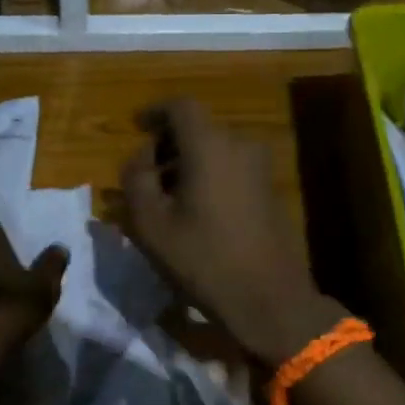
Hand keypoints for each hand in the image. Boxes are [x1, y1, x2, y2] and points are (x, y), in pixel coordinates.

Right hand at [121, 98, 342, 367]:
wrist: (269, 297)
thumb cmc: (204, 258)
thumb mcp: (151, 223)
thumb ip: (136, 180)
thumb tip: (139, 159)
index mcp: (210, 145)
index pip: (180, 106)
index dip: (154, 112)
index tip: (136, 126)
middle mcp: (240, 145)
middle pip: (197, 128)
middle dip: (167, 144)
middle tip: (144, 174)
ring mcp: (260, 167)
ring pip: (215, 149)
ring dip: (187, 163)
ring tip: (164, 197)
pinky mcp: (269, 188)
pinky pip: (230, 167)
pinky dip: (208, 175)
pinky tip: (193, 209)